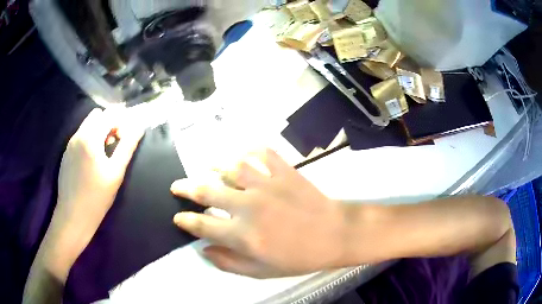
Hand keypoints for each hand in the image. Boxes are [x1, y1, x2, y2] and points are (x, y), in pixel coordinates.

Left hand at [41, 108, 142, 280]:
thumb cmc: (97, 197)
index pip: (110, 114)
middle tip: (115, 144)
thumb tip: (139, 127)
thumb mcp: (116, 173)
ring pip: (87, 125)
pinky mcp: (66, 153)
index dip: (122, 122)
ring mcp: (70, 143)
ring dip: (99, 131)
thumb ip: (127, 146)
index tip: (126, 138)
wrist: (73, 216)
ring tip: (104, 153)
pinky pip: (80, 136)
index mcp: (90, 137)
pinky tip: (91, 161)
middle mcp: (78, 135)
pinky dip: (89, 139)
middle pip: (97, 115)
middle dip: (109, 123)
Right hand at [171, 149, 346, 277]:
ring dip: (213, 166)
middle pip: (206, 191)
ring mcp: (267, 185)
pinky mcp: (284, 171)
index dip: (185, 220)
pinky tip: (243, 154)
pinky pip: (261, 152)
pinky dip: (249, 150)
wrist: (334, 235)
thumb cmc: (299, 257)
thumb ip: (229, 263)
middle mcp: (248, 207)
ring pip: (230, 167)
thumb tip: (204, 250)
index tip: (177, 217)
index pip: (202, 225)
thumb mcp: (262, 271)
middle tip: (176, 186)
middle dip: (185, 188)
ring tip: (206, 168)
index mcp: (243, 235)